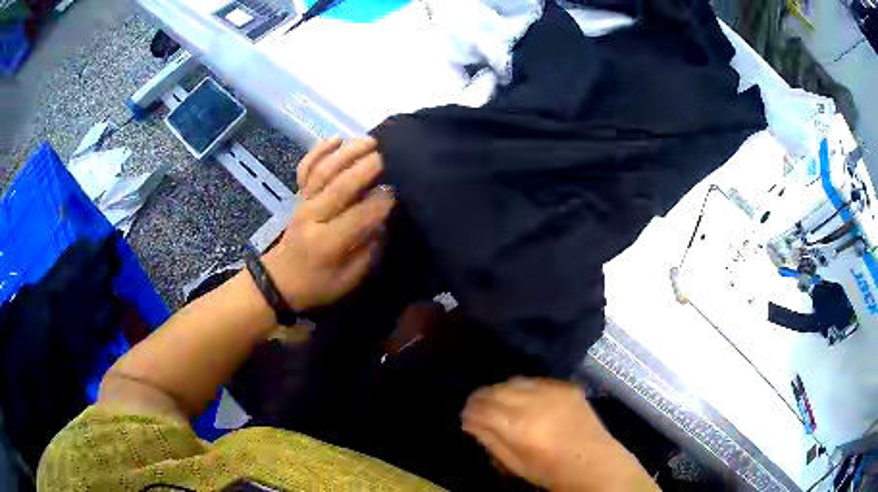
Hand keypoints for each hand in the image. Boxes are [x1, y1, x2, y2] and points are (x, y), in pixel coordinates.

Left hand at [262, 137, 393, 310]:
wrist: (279, 280)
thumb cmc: (317, 284)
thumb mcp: (348, 281)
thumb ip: (368, 252)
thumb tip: (384, 222)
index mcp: (327, 243)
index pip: (358, 217)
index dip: (380, 203)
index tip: (398, 191)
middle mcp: (313, 217)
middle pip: (340, 187)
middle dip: (366, 169)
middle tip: (389, 156)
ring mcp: (303, 203)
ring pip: (324, 172)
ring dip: (347, 154)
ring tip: (370, 141)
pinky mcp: (298, 196)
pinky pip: (305, 169)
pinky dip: (318, 151)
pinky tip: (336, 138)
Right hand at [462, 378, 658, 491]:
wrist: (593, 462)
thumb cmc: (549, 470)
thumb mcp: (513, 462)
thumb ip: (490, 439)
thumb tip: (470, 421)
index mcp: (516, 425)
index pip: (481, 407)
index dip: (469, 410)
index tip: (465, 414)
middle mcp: (532, 401)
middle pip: (495, 389)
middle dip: (482, 397)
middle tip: (478, 407)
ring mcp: (552, 390)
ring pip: (515, 380)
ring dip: (502, 390)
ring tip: (500, 402)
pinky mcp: (566, 386)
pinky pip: (537, 380)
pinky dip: (525, 388)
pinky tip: (525, 398)